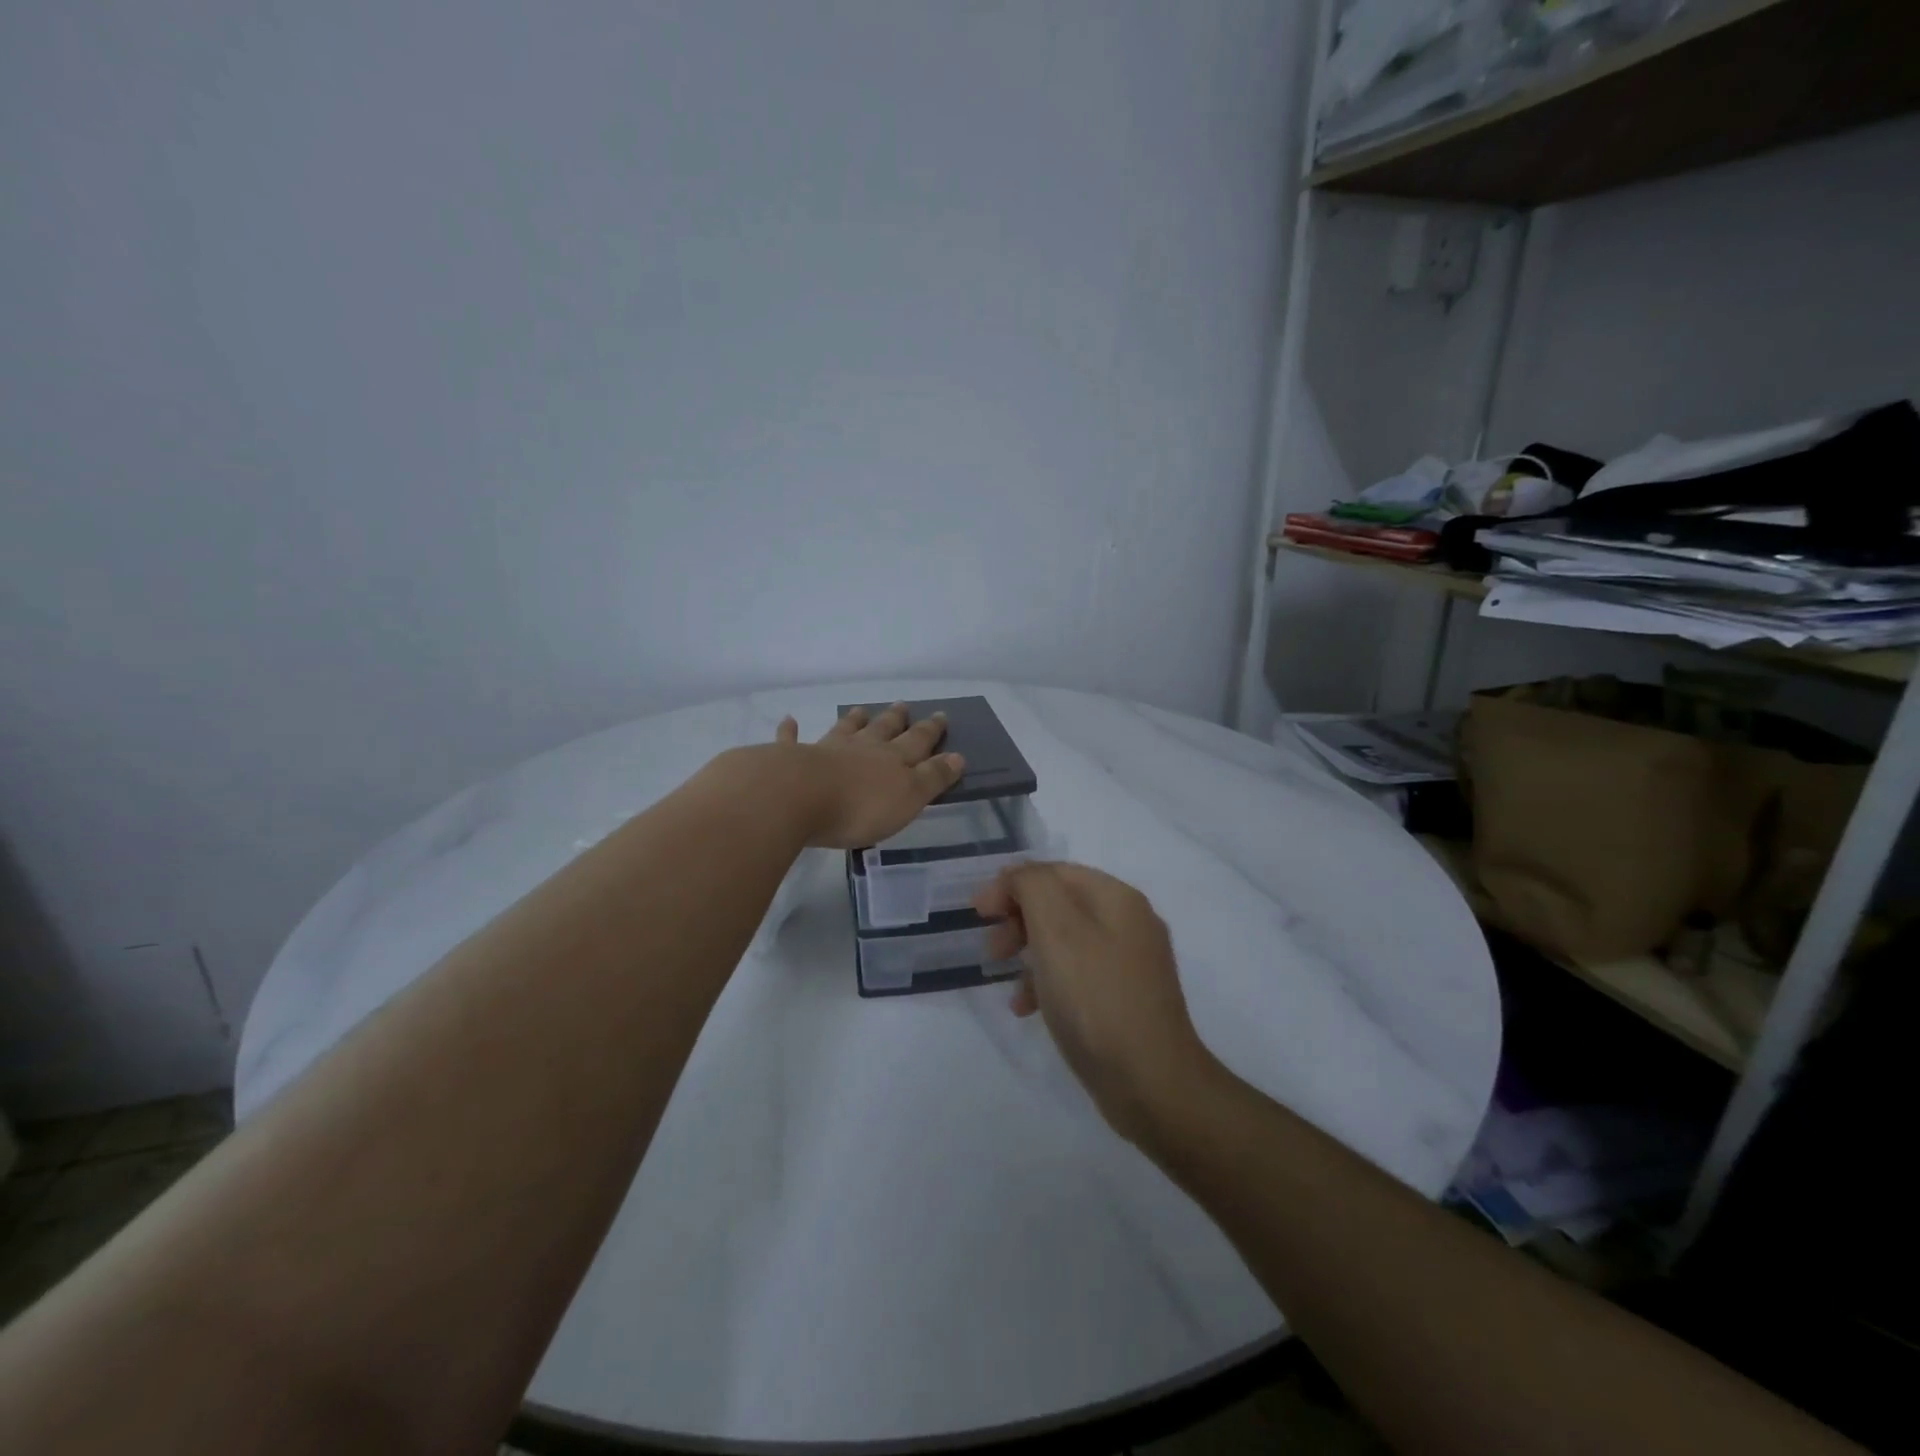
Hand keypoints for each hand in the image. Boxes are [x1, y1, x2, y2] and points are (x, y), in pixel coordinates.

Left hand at [771, 703, 965, 849]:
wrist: (797, 797)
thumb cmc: (859, 806)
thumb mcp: (908, 797)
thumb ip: (932, 777)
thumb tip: (958, 756)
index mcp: (891, 760)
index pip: (917, 742)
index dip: (930, 731)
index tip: (941, 715)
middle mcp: (860, 749)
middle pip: (881, 730)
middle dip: (895, 719)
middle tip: (903, 704)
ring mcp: (824, 750)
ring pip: (843, 731)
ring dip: (853, 720)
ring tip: (860, 710)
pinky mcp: (790, 759)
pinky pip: (791, 741)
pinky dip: (791, 731)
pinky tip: (789, 721)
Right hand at [973, 863, 1218, 1144]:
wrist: (1152, 1083)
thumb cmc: (1095, 999)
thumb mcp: (1056, 930)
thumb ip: (1032, 887)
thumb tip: (1017, 877)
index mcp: (1117, 898)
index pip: (1054, 871)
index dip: (1011, 884)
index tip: (978, 912)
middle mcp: (1129, 922)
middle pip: (1060, 904)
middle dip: (1019, 919)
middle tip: (992, 949)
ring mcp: (1131, 963)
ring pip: (1066, 941)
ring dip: (1029, 954)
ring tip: (1006, 983)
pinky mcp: (1126, 999)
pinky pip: (1078, 976)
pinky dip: (1049, 983)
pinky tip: (1030, 1010)